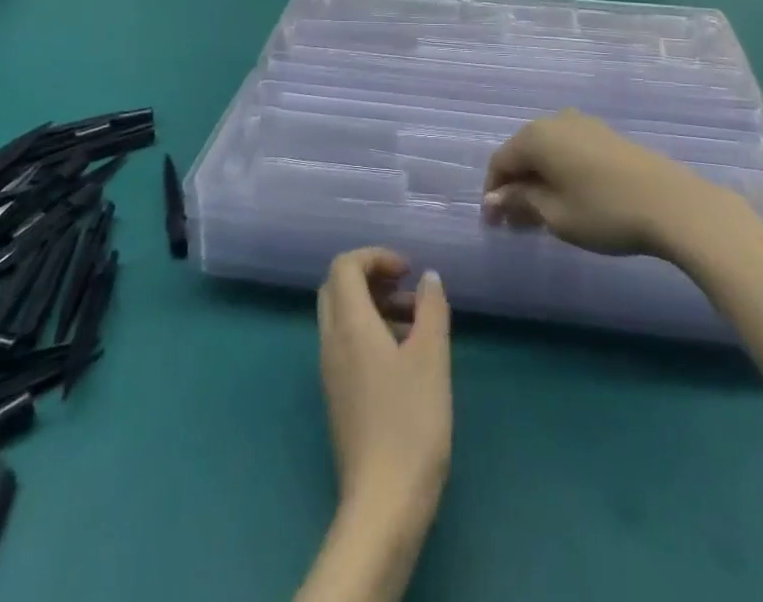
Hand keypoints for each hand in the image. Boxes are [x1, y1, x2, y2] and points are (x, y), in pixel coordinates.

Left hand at [316, 248, 451, 517]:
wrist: (383, 505)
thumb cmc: (410, 423)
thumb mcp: (432, 358)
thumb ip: (431, 309)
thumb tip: (428, 277)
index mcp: (348, 325)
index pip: (344, 266)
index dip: (375, 256)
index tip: (408, 270)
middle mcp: (331, 342)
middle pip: (337, 288)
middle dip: (371, 277)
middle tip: (407, 289)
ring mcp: (331, 372)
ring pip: (342, 317)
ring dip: (374, 306)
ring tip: (417, 324)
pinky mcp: (338, 398)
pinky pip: (346, 344)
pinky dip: (370, 332)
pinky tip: (405, 358)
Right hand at [483, 111, 725, 257]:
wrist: (672, 203)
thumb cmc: (604, 211)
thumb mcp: (555, 214)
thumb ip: (521, 202)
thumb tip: (495, 198)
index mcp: (536, 136)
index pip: (500, 162)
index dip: (493, 193)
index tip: (494, 225)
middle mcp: (555, 121)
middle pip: (522, 153)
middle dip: (515, 186)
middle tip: (515, 223)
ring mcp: (584, 124)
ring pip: (547, 152)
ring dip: (538, 180)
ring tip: (542, 214)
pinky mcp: (606, 135)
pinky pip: (568, 150)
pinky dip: (560, 172)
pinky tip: (569, 198)